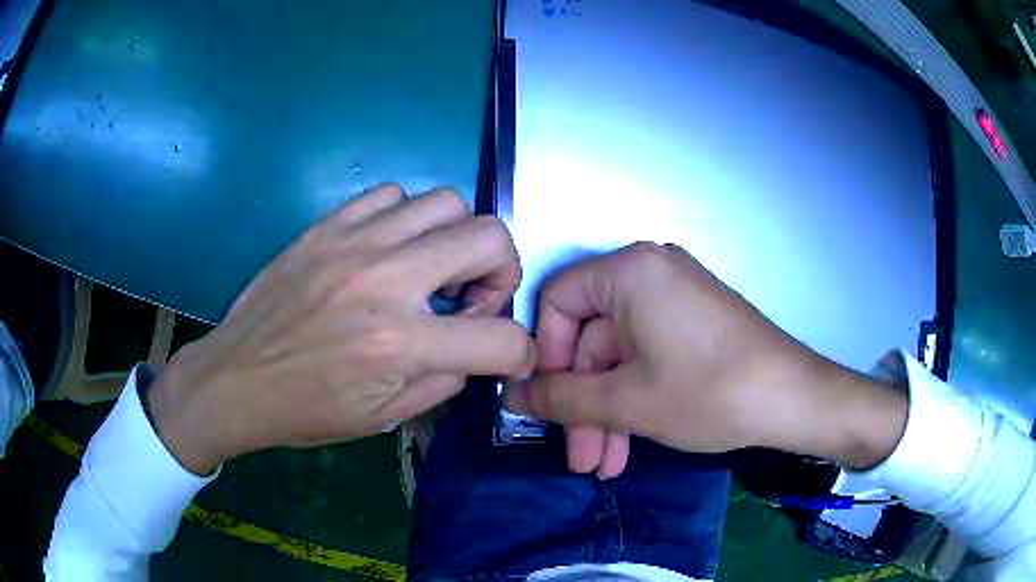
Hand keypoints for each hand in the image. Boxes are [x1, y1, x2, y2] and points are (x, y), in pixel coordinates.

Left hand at [148, 184, 535, 474]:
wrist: (235, 379)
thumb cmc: (306, 410)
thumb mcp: (386, 417)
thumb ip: (445, 379)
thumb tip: (473, 348)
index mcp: (400, 344)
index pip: (501, 338)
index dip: (520, 352)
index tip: (507, 356)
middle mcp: (384, 280)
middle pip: (489, 237)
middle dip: (503, 271)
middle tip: (474, 299)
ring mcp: (353, 243)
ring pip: (446, 201)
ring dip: (456, 239)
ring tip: (430, 271)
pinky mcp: (327, 226)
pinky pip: (391, 195)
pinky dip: (406, 219)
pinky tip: (389, 250)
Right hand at [510, 242, 907, 469]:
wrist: (794, 400)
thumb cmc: (709, 392)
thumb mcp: (626, 401)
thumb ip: (561, 398)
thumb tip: (512, 396)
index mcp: (629, 271)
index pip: (557, 303)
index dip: (546, 357)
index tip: (549, 405)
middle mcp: (650, 272)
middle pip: (592, 338)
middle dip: (583, 404)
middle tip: (581, 457)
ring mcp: (676, 298)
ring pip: (620, 356)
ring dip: (608, 411)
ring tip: (604, 464)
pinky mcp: (694, 323)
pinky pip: (648, 355)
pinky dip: (636, 397)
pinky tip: (630, 442)